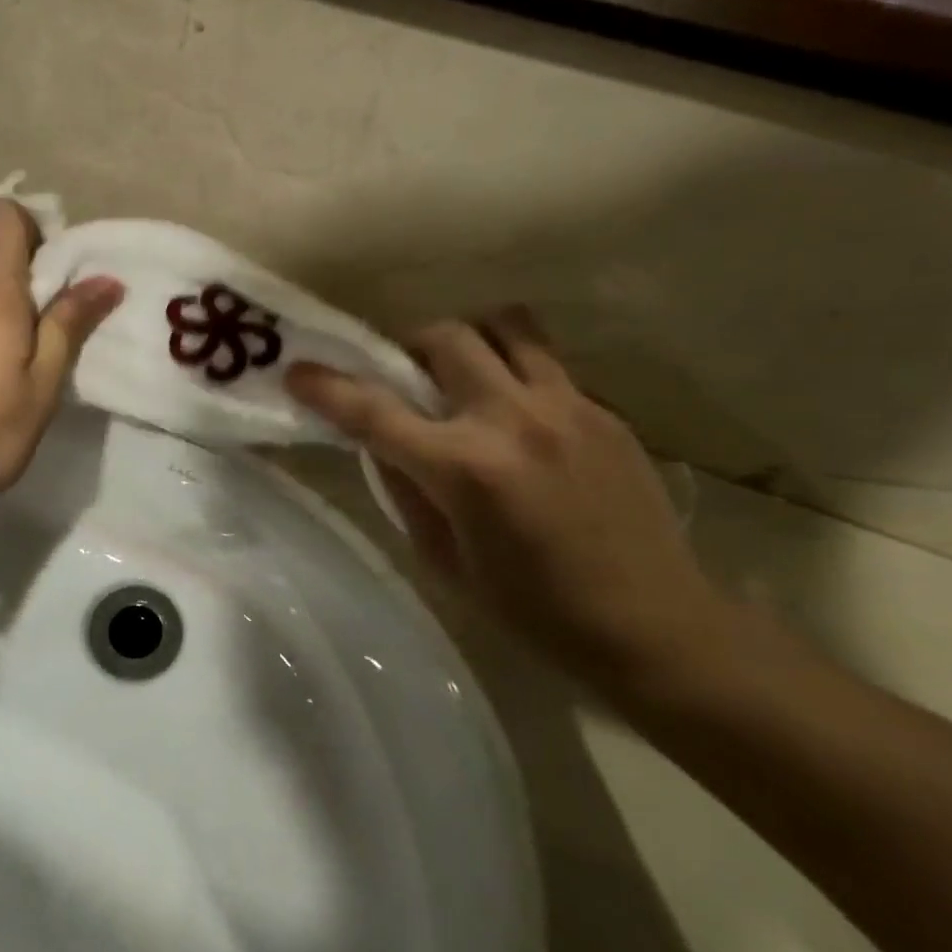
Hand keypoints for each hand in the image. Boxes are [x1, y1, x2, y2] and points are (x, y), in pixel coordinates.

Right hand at [286, 307, 718, 691]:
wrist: (653, 625)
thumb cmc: (534, 611)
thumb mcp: (446, 562)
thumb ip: (407, 492)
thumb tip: (382, 443)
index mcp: (466, 470)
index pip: (376, 412)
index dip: (328, 388)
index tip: (298, 372)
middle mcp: (513, 420)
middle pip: (446, 338)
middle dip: (407, 348)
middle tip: (404, 377)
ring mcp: (567, 406)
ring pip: (506, 326)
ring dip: (468, 339)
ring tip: (463, 373)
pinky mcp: (604, 410)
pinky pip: (546, 363)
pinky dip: (513, 372)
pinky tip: (517, 419)